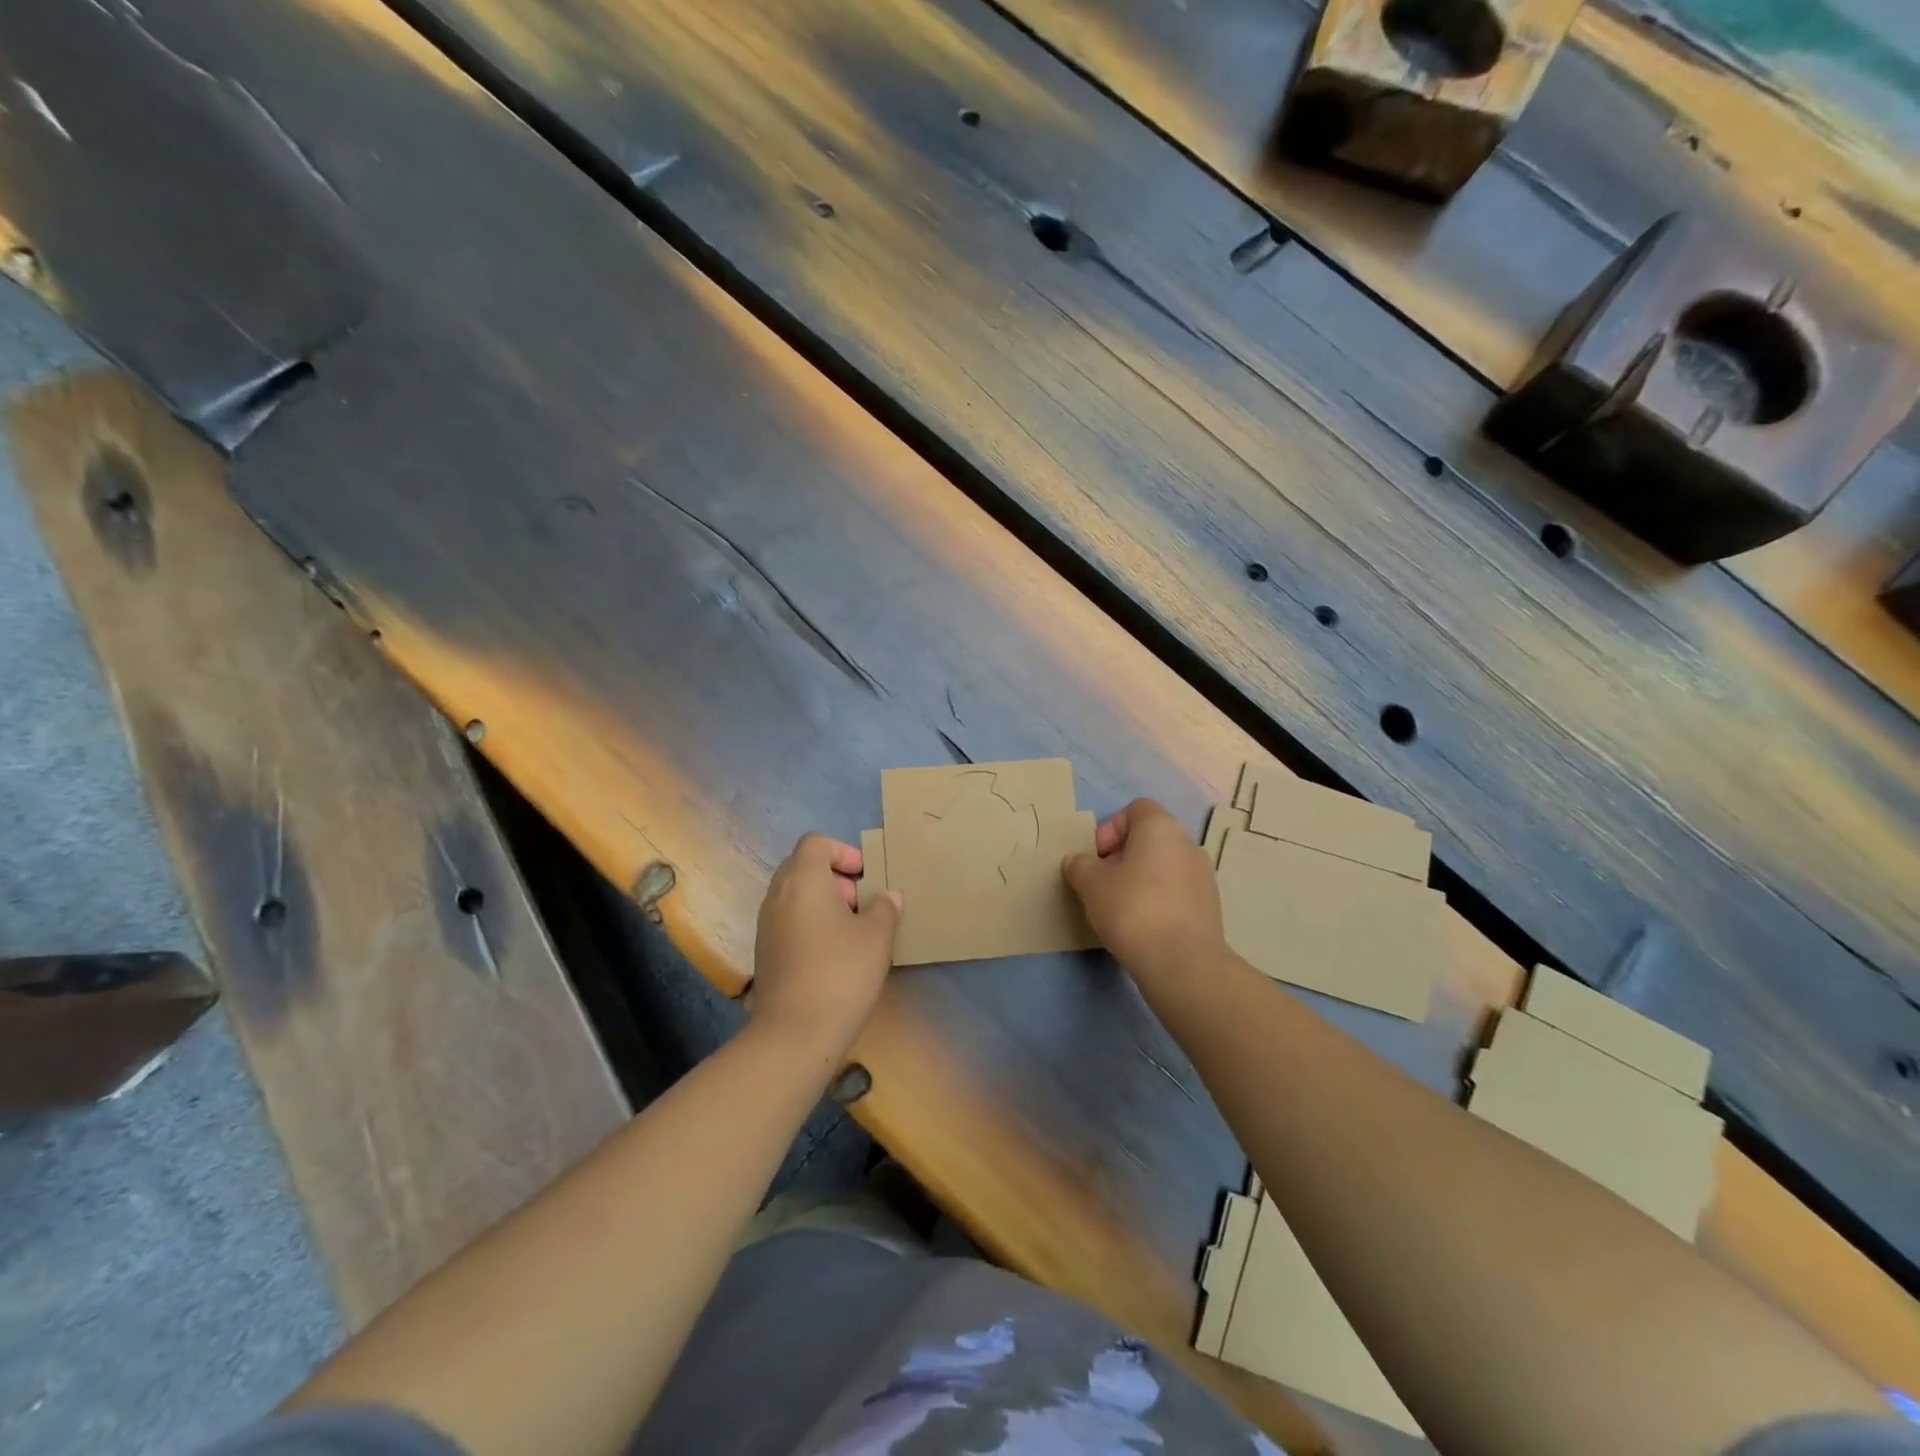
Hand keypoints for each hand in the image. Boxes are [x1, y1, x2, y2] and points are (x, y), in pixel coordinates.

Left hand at [750, 833, 901, 1060]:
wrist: (795, 1033)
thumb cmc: (841, 972)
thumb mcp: (876, 936)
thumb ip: (885, 908)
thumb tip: (888, 896)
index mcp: (802, 880)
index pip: (816, 843)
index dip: (843, 852)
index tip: (866, 877)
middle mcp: (777, 895)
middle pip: (803, 867)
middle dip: (835, 879)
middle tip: (862, 904)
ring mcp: (766, 925)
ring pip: (795, 896)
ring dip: (823, 903)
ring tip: (852, 931)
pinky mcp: (764, 953)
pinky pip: (788, 922)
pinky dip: (810, 925)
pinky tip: (834, 955)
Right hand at [1063, 798, 1223, 978]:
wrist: (1182, 963)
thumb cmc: (1132, 909)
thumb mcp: (1090, 884)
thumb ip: (1079, 865)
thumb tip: (1078, 861)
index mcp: (1161, 828)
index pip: (1135, 809)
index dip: (1111, 828)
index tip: (1097, 858)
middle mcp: (1187, 844)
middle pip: (1149, 838)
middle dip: (1122, 856)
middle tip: (1103, 884)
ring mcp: (1203, 876)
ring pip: (1163, 866)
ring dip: (1140, 879)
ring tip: (1120, 908)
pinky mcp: (1209, 906)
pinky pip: (1176, 891)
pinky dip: (1158, 900)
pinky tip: (1142, 926)